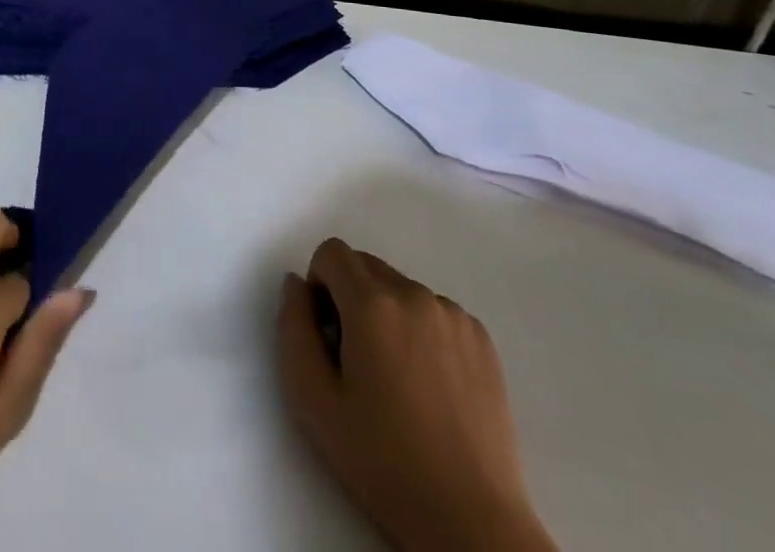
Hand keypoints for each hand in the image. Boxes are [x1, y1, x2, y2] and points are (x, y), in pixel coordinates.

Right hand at [277, 239, 556, 551]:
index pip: (331, 253)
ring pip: (400, 289)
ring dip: (387, 314)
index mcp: (373, 303)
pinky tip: (430, 385)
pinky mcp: (481, 339)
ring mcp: (453, 315)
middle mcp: (415, 294)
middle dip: (351, 298)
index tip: (328, 335)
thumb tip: (297, 284)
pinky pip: (435, 311)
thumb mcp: (312, 399)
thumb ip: (293, 327)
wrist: (471, 521)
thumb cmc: (383, 461)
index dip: (320, 286)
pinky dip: (422, 330)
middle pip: (366, 266)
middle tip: (356, 360)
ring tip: (397, 379)